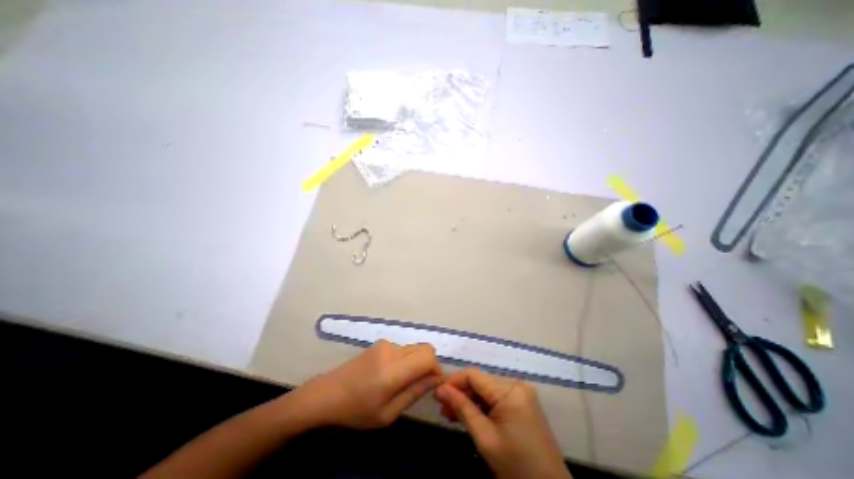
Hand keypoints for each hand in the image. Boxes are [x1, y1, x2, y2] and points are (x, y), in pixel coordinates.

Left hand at [292, 341, 439, 430]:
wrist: (328, 393)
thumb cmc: (357, 410)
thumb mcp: (387, 413)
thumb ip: (415, 393)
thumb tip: (437, 379)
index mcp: (393, 370)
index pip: (428, 357)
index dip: (436, 369)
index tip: (432, 385)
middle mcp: (392, 350)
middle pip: (424, 349)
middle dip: (428, 365)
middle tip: (418, 385)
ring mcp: (386, 343)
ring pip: (414, 348)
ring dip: (416, 363)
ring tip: (400, 382)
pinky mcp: (380, 342)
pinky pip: (403, 348)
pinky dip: (406, 359)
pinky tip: (390, 374)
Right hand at [434, 368, 572, 476]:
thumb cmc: (516, 466)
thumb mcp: (485, 438)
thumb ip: (462, 408)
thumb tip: (440, 389)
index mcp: (510, 390)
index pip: (474, 375)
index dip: (453, 382)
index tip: (437, 394)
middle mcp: (516, 384)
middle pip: (480, 382)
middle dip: (460, 394)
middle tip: (443, 409)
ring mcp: (520, 392)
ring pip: (486, 389)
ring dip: (469, 400)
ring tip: (451, 415)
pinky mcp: (522, 401)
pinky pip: (496, 397)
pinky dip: (482, 405)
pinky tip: (469, 415)